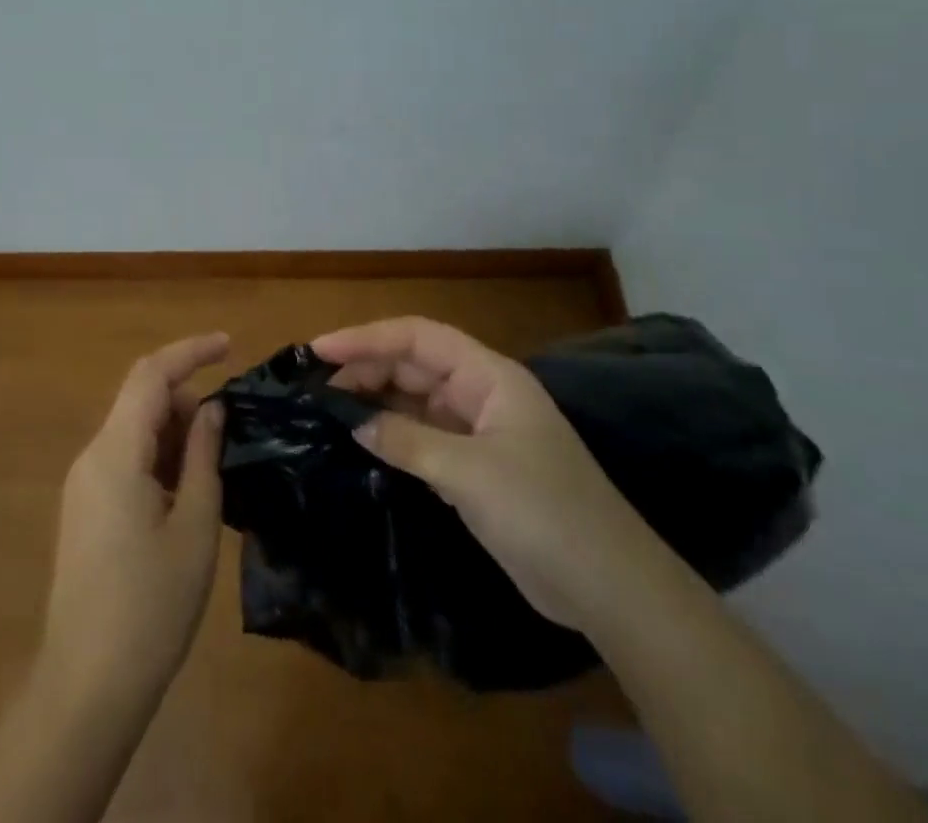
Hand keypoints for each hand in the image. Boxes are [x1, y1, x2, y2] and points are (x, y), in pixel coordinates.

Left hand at [41, 332, 228, 706]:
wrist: (86, 688)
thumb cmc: (150, 607)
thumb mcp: (194, 527)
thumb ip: (203, 456)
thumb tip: (212, 409)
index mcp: (115, 453)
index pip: (150, 374)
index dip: (190, 351)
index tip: (229, 345)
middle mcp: (92, 457)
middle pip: (140, 400)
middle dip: (187, 401)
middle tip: (229, 436)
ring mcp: (84, 485)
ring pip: (134, 431)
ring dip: (174, 434)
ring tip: (213, 471)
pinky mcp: (86, 510)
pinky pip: (125, 461)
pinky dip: (159, 460)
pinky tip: (186, 495)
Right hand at [313, 317, 650, 627]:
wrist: (611, 590)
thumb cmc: (544, 512)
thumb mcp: (468, 473)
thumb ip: (406, 440)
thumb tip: (353, 422)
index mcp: (489, 376)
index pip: (418, 338)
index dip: (367, 338)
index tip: (320, 351)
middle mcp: (481, 394)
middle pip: (414, 365)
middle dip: (366, 369)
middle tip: (316, 388)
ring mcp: (479, 432)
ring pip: (416, 401)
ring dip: (376, 402)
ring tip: (329, 412)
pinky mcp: (475, 468)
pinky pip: (423, 437)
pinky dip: (392, 436)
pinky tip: (362, 445)